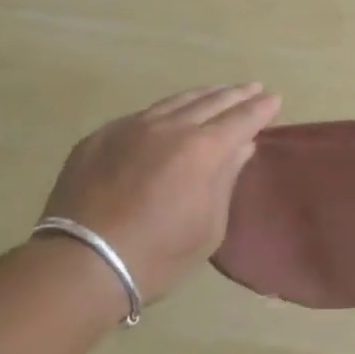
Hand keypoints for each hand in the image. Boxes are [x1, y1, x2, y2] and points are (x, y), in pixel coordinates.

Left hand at [39, 83, 281, 305]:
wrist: (80, 265)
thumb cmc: (157, 256)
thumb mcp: (208, 227)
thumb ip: (225, 181)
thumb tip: (240, 149)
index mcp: (203, 149)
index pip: (242, 117)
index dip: (261, 108)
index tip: (275, 99)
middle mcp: (170, 127)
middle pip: (212, 101)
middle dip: (237, 94)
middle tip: (253, 88)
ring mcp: (131, 127)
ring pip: (176, 101)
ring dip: (203, 95)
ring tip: (218, 92)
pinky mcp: (100, 136)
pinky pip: (143, 115)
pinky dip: (166, 111)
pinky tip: (170, 115)